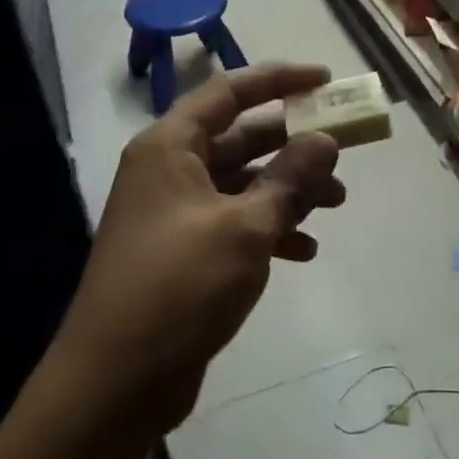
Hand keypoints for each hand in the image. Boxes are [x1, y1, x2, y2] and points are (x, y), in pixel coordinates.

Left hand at [54, 63, 345, 434]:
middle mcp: (168, 170)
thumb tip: (324, 138)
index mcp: (170, 147)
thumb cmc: (180, 285)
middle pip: (240, 138)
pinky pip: (233, 224)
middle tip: (342, 156)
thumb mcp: (245, 226)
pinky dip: (269, 229)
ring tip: (336, 205)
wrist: (117, 379)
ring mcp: (173, 213)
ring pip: (242, 183)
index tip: (326, 79)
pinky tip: (305, 250)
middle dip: (293, 146)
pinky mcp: (182, 253)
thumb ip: (289, 178)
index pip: (229, 92)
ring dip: (287, 190)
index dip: (278, 79)